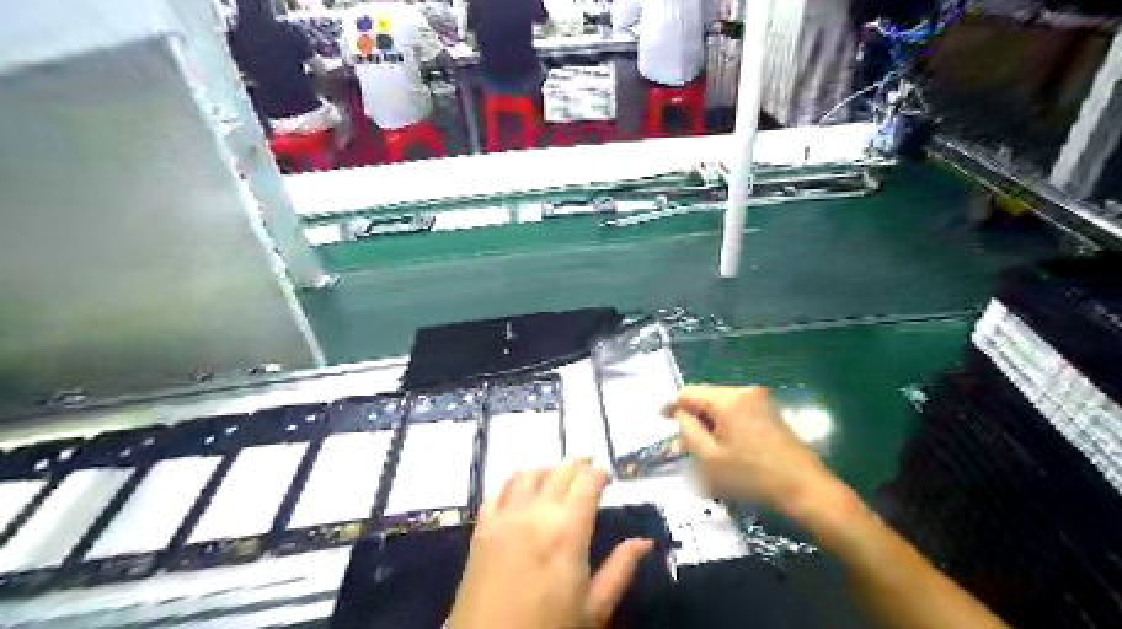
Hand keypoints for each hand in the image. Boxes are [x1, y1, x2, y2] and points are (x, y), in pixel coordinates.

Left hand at [451, 457, 654, 628]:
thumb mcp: (594, 610)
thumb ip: (620, 570)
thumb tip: (645, 542)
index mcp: (568, 530)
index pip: (587, 483)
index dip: (599, 473)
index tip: (607, 475)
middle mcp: (536, 513)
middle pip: (558, 471)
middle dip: (577, 465)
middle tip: (588, 468)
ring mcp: (505, 518)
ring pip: (526, 474)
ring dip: (545, 470)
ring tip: (556, 476)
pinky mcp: (481, 529)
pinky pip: (497, 492)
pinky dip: (513, 485)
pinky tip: (520, 494)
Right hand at [664, 385, 841, 517]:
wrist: (806, 489)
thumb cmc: (752, 476)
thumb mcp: (709, 458)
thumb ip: (688, 431)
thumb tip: (680, 414)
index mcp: (727, 399)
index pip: (688, 393)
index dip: (673, 406)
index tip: (660, 419)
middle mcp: (743, 392)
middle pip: (706, 399)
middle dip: (693, 419)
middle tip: (684, 446)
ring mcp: (760, 401)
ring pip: (721, 407)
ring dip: (709, 425)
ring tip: (705, 453)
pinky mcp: (771, 413)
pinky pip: (737, 413)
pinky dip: (726, 427)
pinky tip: (726, 451)